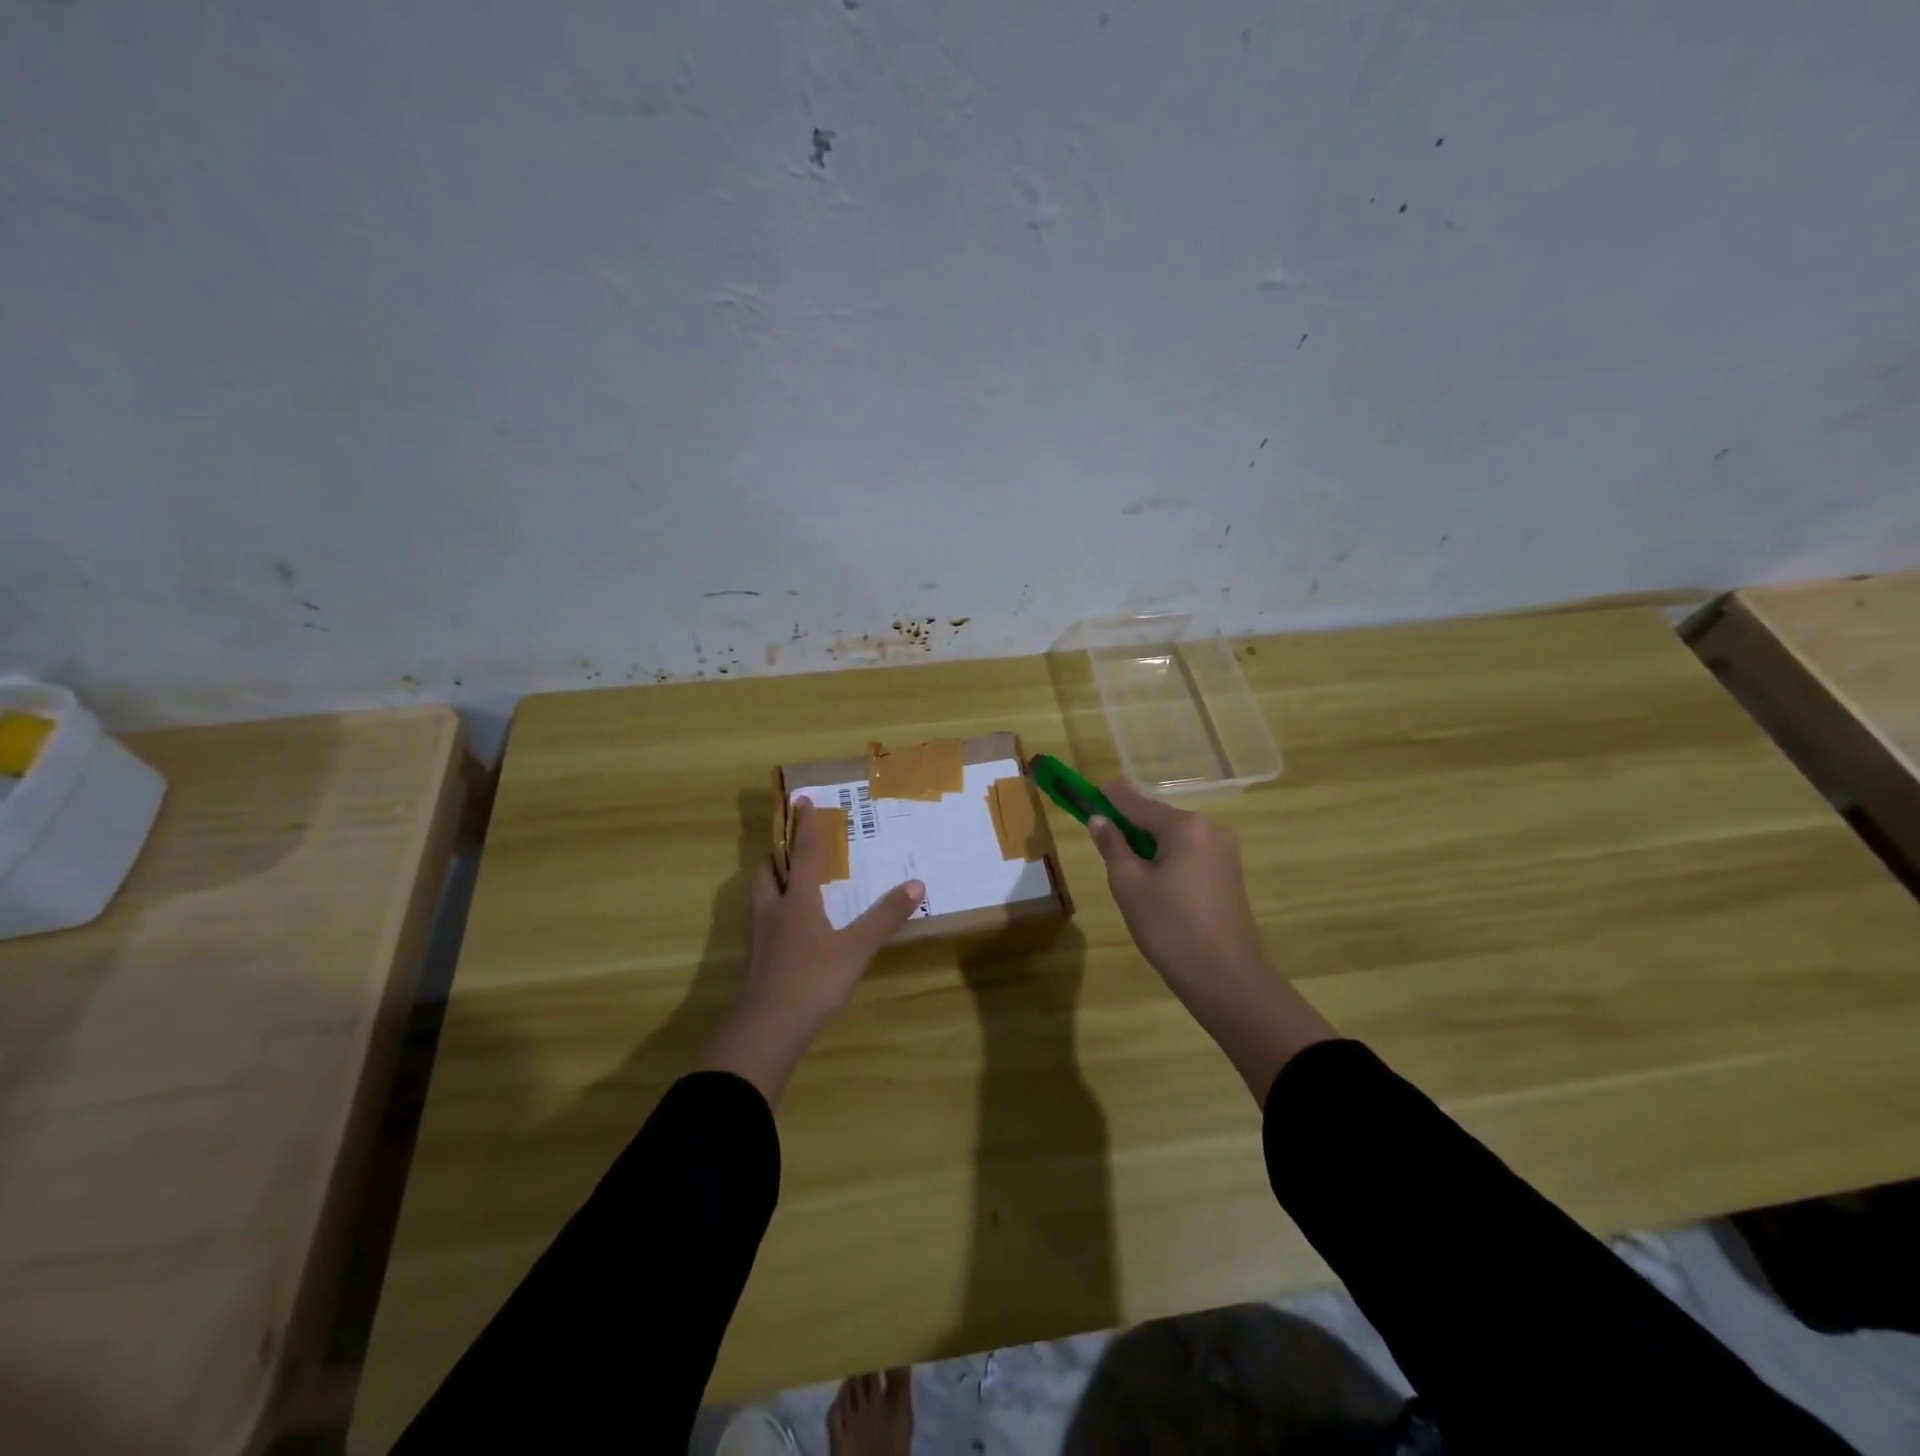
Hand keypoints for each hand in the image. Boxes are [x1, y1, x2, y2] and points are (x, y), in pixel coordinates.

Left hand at [699, 799, 924, 1106]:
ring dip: (774, 879)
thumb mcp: (857, 948)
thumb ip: (885, 916)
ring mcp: (759, 935)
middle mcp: (772, 908)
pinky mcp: (756, 958)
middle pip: (768, 869)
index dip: (804, 825)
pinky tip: (790, 925)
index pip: (801, 852)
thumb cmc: (813, 980)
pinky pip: (763, 919)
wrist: (766, 1029)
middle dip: (778, 852)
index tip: (802, 800)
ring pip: (761, 894)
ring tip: (792, 880)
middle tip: (793, 845)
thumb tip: (916, 884)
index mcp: (796, 899)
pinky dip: (775, 908)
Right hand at [1088, 782, 1336, 1099]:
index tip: (1089, 788)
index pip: (1137, 803)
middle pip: (1158, 819)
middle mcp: (1210, 830)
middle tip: (1102, 840)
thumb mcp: (1129, 884)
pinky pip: (1189, 856)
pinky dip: (1167, 861)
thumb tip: (1099, 819)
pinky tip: (1154, 886)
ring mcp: (1225, 853)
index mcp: (1186, 826)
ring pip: (1174, 840)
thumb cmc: (1170, 926)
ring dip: (1148, 847)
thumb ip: (1112, 845)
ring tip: (1125, 872)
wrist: (1226, 979)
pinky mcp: (1230, 876)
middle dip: (1129, 826)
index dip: (1110, 797)